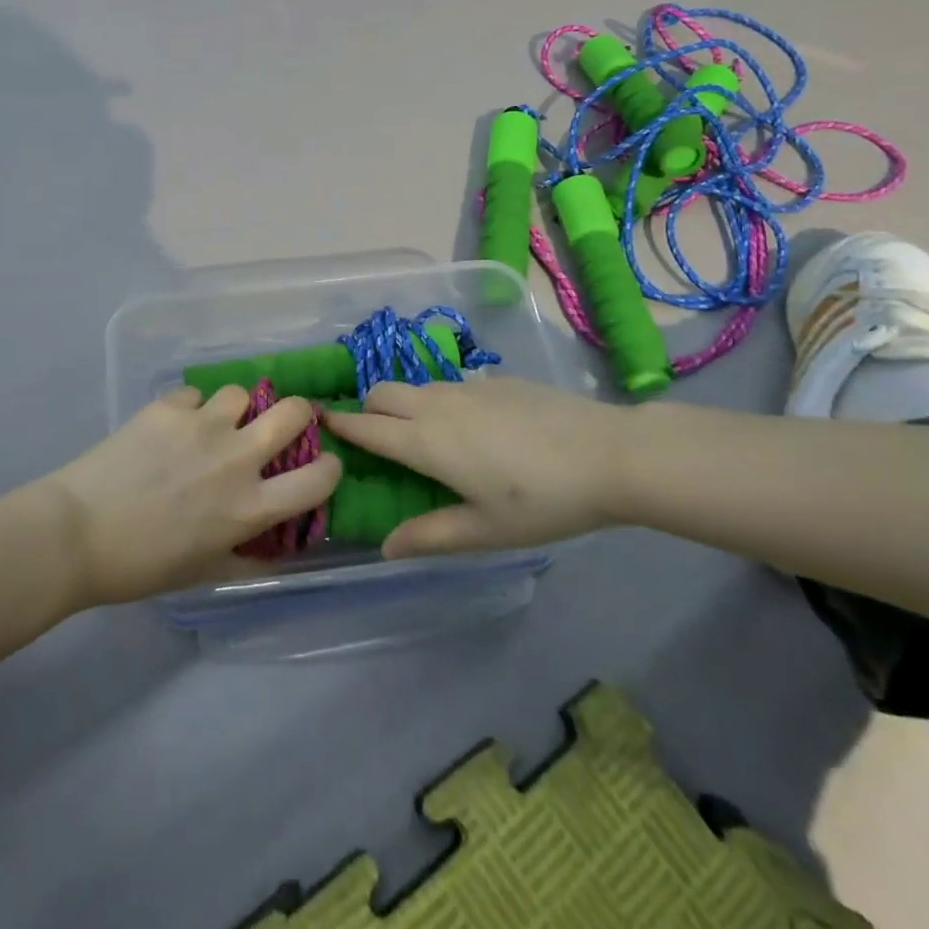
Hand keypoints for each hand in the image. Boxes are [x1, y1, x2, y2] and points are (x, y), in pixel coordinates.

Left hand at [42, 386, 341, 605]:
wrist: (77, 533)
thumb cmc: (142, 566)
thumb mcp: (204, 573)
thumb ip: (247, 555)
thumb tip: (274, 546)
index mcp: (249, 506)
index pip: (319, 478)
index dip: (329, 468)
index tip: (320, 466)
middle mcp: (236, 459)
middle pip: (293, 412)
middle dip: (298, 413)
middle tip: (281, 424)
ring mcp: (202, 426)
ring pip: (241, 393)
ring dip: (236, 409)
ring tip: (214, 424)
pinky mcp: (169, 407)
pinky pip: (194, 394)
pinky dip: (190, 409)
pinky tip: (170, 427)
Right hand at [322, 378, 625, 558]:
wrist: (609, 454)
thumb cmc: (543, 501)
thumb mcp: (485, 530)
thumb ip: (430, 535)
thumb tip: (385, 547)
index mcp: (426, 442)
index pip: (368, 427)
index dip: (341, 425)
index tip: (319, 422)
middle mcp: (437, 405)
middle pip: (383, 393)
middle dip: (368, 409)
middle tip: (373, 437)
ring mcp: (468, 387)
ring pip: (417, 387)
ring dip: (404, 404)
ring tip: (421, 435)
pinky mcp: (496, 381)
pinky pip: (451, 386)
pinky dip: (440, 401)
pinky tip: (472, 428)